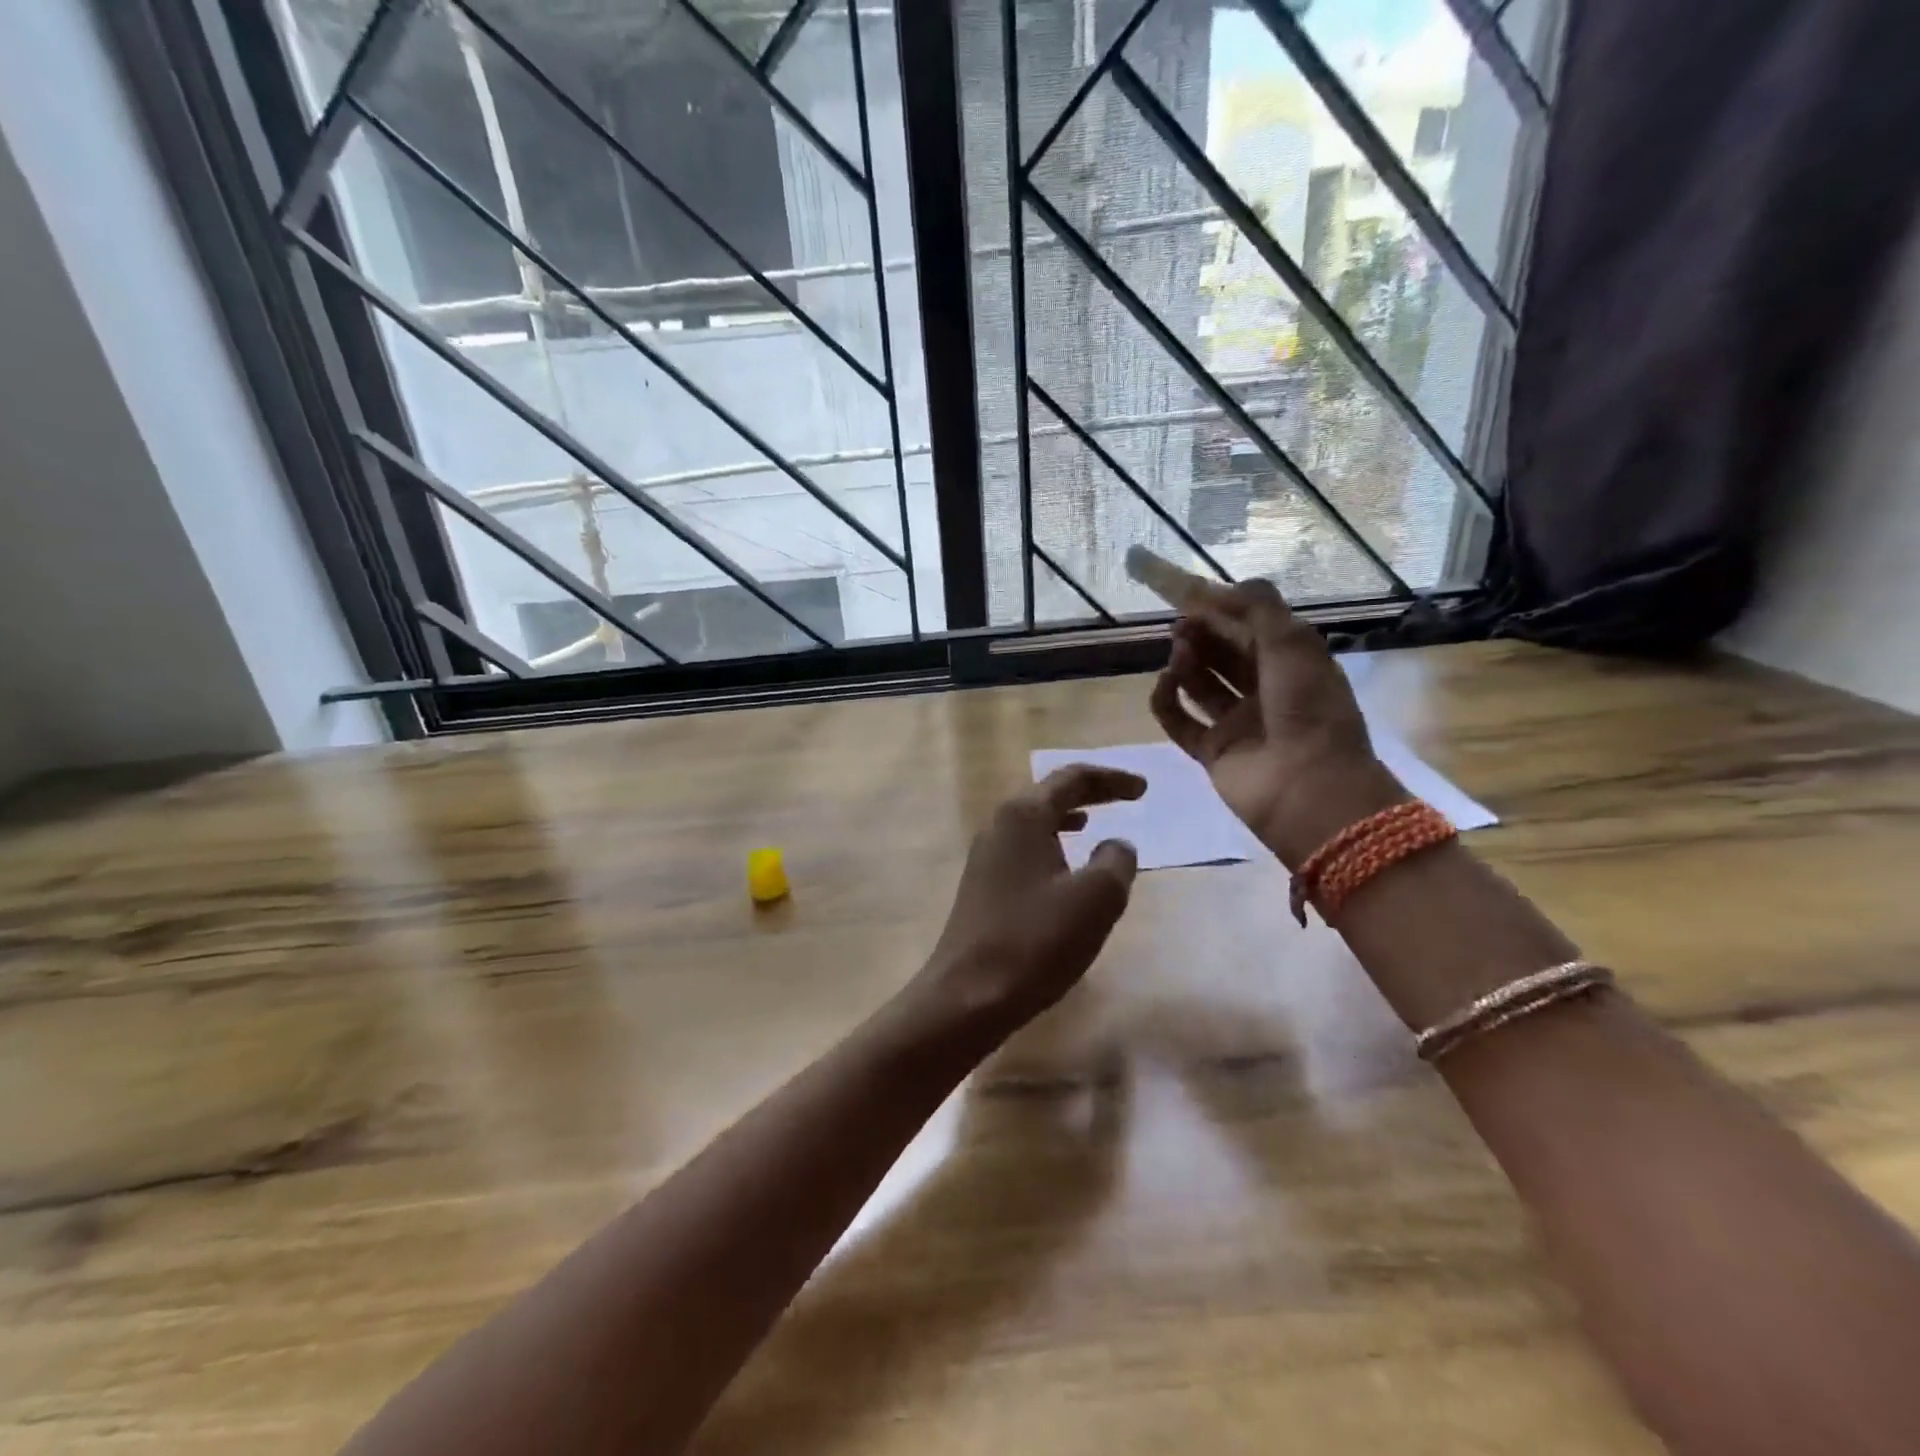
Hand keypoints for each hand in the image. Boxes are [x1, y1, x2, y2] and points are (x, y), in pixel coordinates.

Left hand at [904, 765, 1144, 1042]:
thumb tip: (1116, 845)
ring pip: (1034, 822)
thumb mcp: (1095, 898)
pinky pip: (1024, 849)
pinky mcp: (982, 885)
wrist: (968, 995)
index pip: (1072, 778)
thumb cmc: (1036, 940)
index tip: (1143, 788)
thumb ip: (1116, 861)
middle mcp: (999, 825)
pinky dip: (1051, 845)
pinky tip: (1064, 869)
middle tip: (1126, 797)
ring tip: (1093, 824)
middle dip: (1090, 793)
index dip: (1112, 779)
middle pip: (1049, 794)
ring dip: (1067, 818)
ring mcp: (985, 856)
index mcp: (1024, 815)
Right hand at [1150, 579, 1405, 867]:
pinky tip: (1164, 683)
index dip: (1220, 608)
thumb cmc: (1308, 709)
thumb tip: (1220, 588)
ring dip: (1186, 662)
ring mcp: (1237, 723)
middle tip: (1179, 623)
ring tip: (1178, 652)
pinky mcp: (1212, 751)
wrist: (1309, 790)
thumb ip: (1258, 608)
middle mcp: (1264, 690)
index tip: (1186, 592)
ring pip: (1201, 684)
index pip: (1250, 627)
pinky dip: (1168, 701)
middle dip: (1201, 633)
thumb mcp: (1293, 644)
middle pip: (1223, 653)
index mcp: (1291, 663)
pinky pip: (1181, 721)